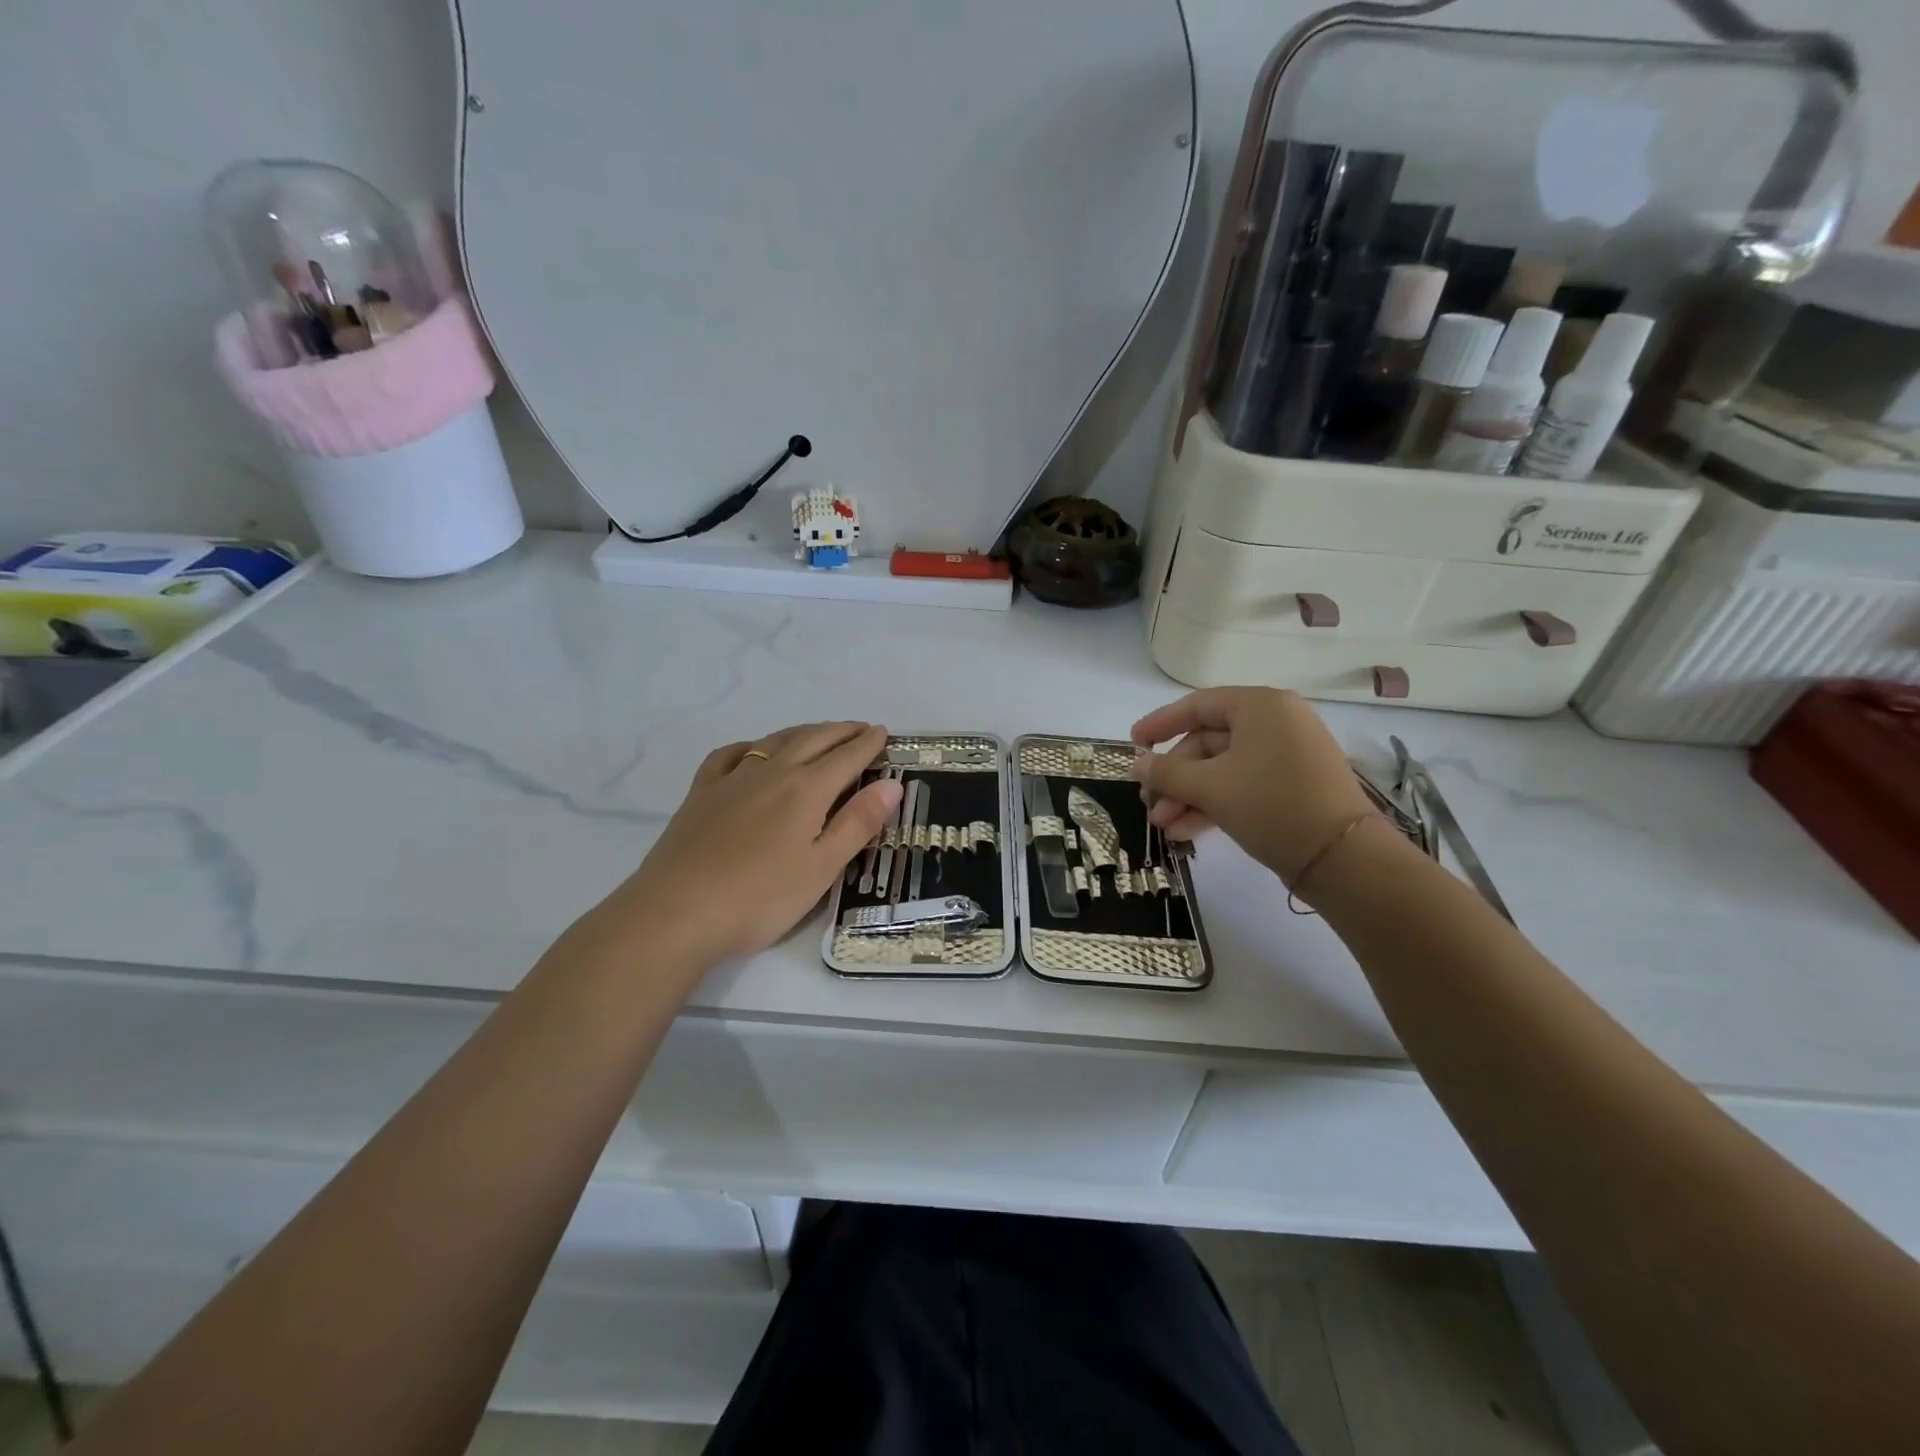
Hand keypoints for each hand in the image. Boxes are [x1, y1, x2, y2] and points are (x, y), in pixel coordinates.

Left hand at [587, 722, 901, 967]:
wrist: (676, 912)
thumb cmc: (760, 898)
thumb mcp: (822, 868)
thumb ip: (858, 823)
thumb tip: (893, 784)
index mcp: (806, 790)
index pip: (846, 757)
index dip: (868, 744)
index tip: (883, 732)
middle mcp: (772, 773)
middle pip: (813, 740)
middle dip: (841, 731)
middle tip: (860, 728)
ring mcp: (732, 780)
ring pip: (775, 742)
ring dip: (804, 732)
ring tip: (819, 734)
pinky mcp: (701, 793)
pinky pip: (730, 755)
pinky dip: (752, 746)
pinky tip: (753, 752)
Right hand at [1130, 688, 1372, 882]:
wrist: (1343, 859)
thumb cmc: (1272, 805)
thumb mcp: (1210, 787)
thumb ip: (1167, 772)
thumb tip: (1137, 764)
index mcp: (1260, 706)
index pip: (1197, 705)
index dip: (1159, 724)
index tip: (1132, 745)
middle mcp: (1275, 723)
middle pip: (1207, 742)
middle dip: (1174, 777)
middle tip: (1149, 804)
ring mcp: (1286, 756)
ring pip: (1222, 769)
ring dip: (1188, 796)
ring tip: (1163, 826)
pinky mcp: (1291, 787)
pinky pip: (1241, 785)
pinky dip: (1213, 804)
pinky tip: (1185, 831)